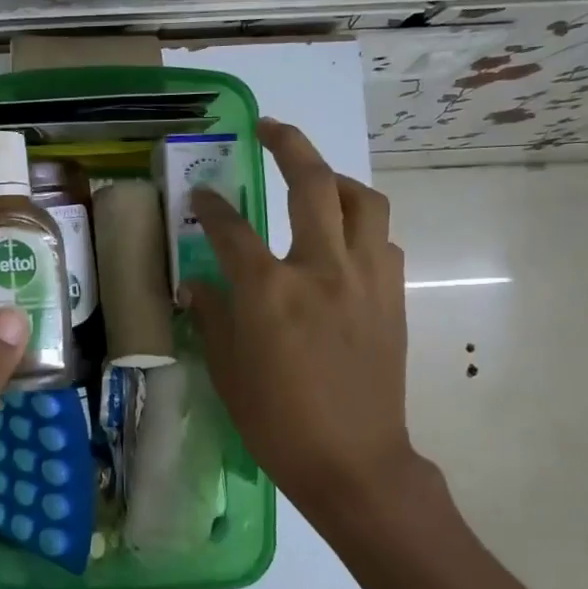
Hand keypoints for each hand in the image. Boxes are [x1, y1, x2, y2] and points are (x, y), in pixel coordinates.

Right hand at [181, 119, 419, 523]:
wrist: (353, 461)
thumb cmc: (277, 422)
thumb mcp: (227, 370)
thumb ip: (211, 315)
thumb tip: (195, 284)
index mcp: (270, 291)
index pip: (232, 228)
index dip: (211, 205)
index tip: (201, 195)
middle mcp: (321, 269)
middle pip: (311, 183)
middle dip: (288, 144)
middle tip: (270, 128)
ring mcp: (365, 278)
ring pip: (362, 201)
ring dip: (336, 180)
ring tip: (316, 183)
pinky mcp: (392, 296)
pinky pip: (381, 240)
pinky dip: (360, 226)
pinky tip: (342, 243)